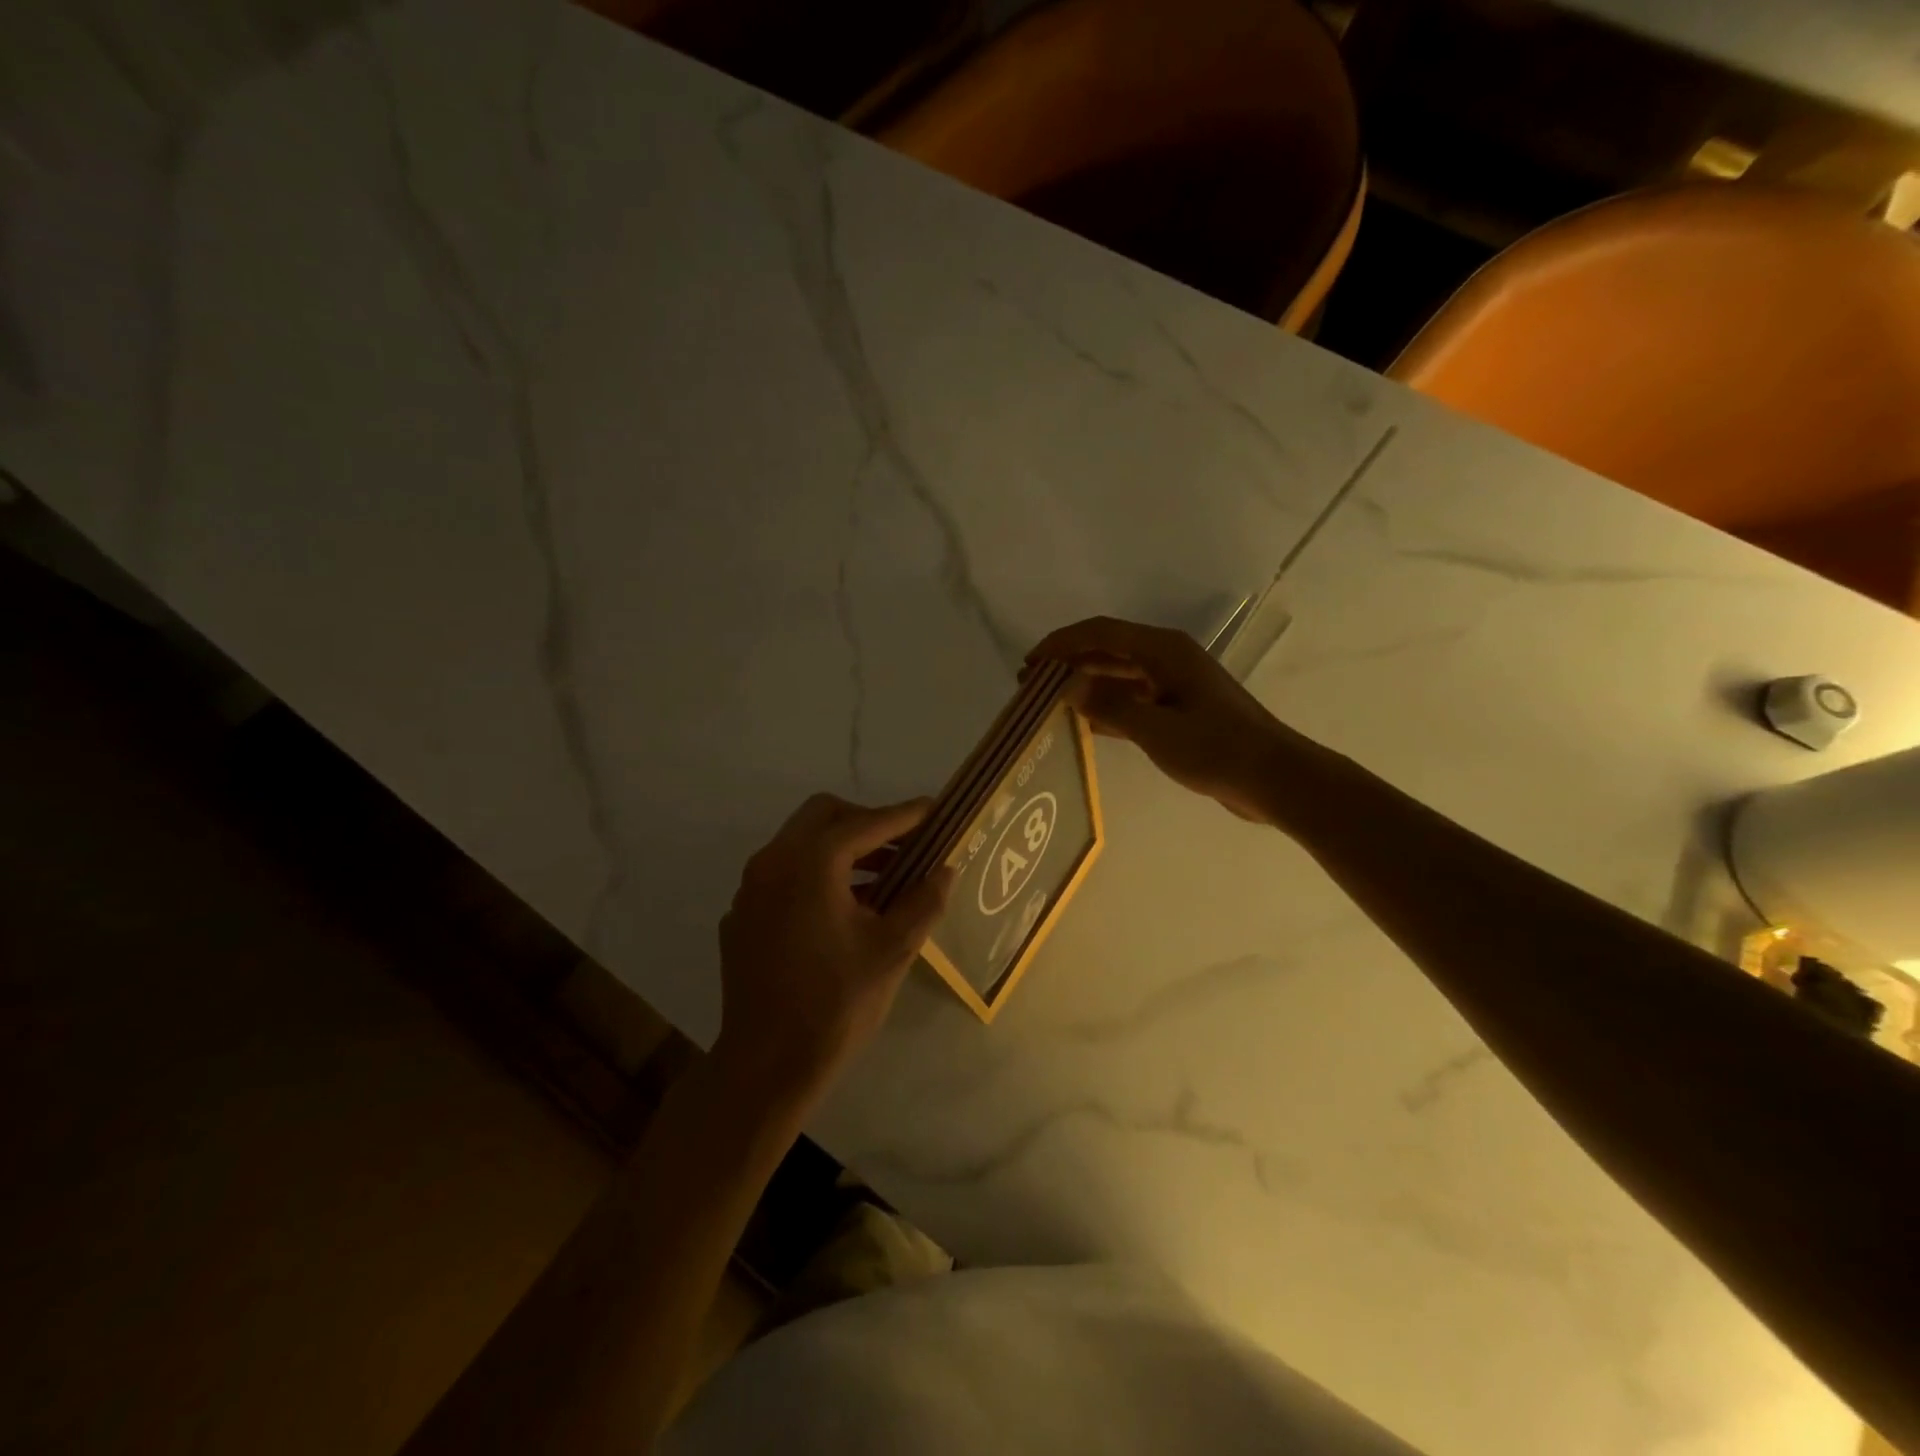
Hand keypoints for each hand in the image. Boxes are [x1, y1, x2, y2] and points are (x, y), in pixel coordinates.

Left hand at [715, 794, 955, 1105]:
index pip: (866, 823)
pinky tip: (839, 912)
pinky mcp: (741, 915)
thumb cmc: (835, 1004)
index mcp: (811, 864)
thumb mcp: (892, 951)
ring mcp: (750, 889)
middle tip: (903, 847)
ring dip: (841, 849)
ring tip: (882, 880)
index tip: (934, 810)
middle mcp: (773, 862)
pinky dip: (815, 875)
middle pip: (823, 816)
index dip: (904, 815)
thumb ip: (923, 902)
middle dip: (867, 823)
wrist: (765, 1066)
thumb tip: (944, 870)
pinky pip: (783, 875)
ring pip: (799, 843)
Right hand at [1028, 616, 1315, 824]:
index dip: (1060, 644)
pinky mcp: (1179, 710)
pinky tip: (1083, 725)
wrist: (1274, 778)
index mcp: (1163, 650)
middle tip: (1030, 687)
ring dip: (1085, 685)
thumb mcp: (1156, 729)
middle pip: (1107, 650)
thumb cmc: (1216, 749)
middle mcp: (1167, 658)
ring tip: (1049, 704)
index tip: (1028, 664)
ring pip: (1118, 676)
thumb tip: (1066, 686)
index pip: (1100, 632)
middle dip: (1068, 664)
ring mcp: (1174, 685)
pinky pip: (1132, 700)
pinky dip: (1107, 707)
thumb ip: (1109, 705)